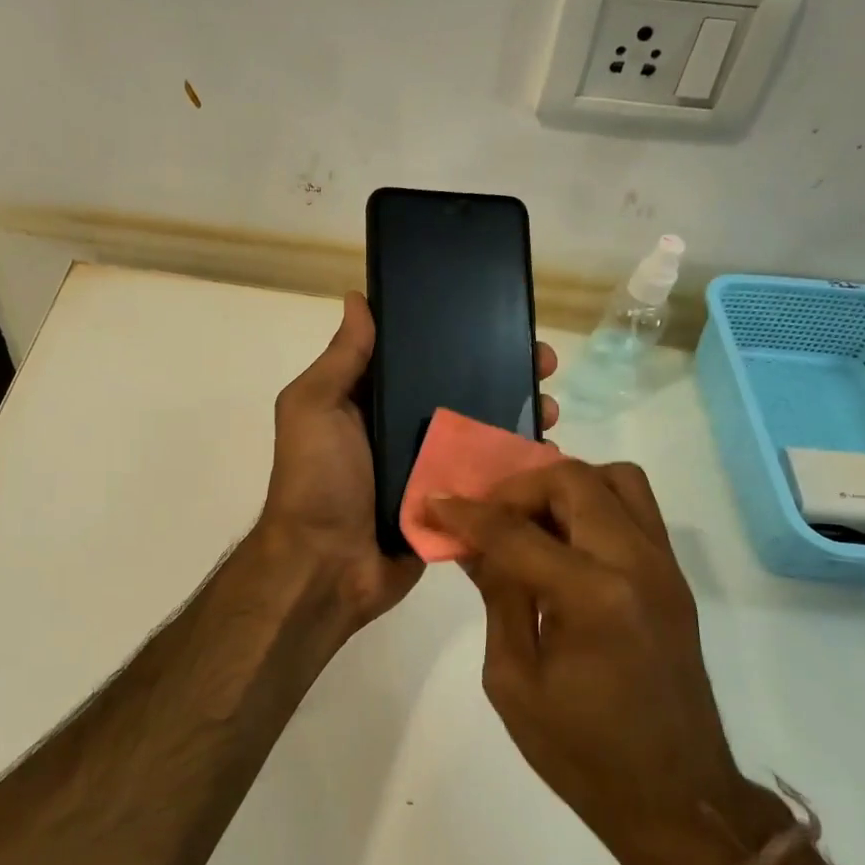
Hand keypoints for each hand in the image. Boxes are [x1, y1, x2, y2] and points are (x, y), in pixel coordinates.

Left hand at [260, 291, 557, 632]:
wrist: (327, 567)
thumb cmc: (317, 480)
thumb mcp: (314, 407)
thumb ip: (341, 358)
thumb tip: (357, 297)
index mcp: (373, 402)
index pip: (422, 356)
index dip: (459, 336)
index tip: (499, 319)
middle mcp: (405, 430)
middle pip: (463, 391)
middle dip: (505, 373)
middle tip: (543, 363)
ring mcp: (432, 469)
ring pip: (484, 433)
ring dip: (519, 416)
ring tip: (551, 407)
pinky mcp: (452, 504)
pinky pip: (490, 479)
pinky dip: (517, 466)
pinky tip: (548, 452)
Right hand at [428, 461, 776, 864]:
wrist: (676, 798)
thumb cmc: (582, 753)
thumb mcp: (513, 680)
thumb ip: (497, 597)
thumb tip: (473, 544)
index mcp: (592, 598)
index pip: (516, 531)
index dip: (466, 513)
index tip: (432, 503)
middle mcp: (636, 564)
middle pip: (573, 480)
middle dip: (517, 488)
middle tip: (487, 516)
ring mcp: (664, 566)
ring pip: (615, 478)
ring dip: (563, 486)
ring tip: (529, 520)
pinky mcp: (673, 576)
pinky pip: (634, 507)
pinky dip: (592, 503)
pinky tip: (562, 542)